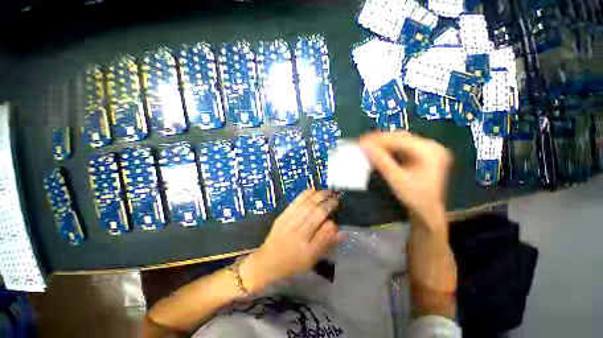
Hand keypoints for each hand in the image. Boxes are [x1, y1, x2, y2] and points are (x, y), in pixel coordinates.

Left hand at [241, 190, 342, 291]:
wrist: (268, 261)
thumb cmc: (293, 263)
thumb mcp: (312, 259)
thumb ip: (327, 244)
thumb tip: (342, 231)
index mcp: (308, 250)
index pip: (324, 233)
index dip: (333, 221)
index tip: (337, 216)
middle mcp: (298, 236)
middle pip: (316, 215)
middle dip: (328, 203)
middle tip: (336, 196)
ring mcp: (289, 225)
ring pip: (306, 207)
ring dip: (318, 196)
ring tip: (327, 191)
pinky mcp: (282, 217)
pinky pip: (295, 203)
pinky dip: (305, 195)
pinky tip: (313, 190)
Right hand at [359, 131, 452, 226]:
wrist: (428, 211)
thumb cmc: (414, 197)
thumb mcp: (396, 179)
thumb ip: (381, 161)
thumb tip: (364, 146)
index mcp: (429, 151)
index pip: (399, 139)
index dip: (378, 139)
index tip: (361, 141)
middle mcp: (431, 146)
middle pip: (401, 137)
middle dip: (380, 140)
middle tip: (362, 143)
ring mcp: (429, 150)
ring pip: (401, 141)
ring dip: (384, 143)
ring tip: (368, 146)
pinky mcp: (424, 154)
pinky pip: (403, 147)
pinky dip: (390, 148)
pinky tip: (379, 151)